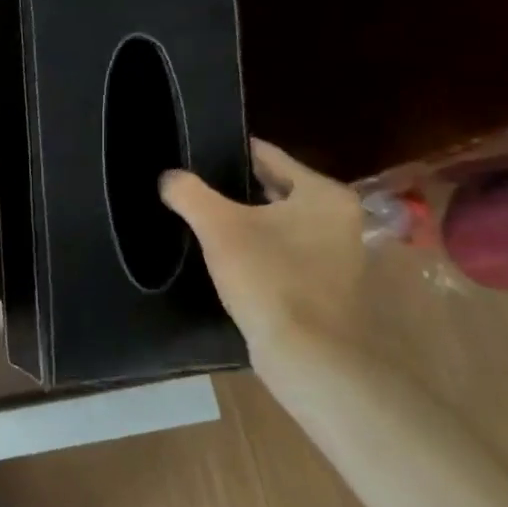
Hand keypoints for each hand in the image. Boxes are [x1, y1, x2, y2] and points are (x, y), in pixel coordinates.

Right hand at [159, 140, 367, 363]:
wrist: (309, 355)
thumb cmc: (270, 278)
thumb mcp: (219, 227)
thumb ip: (189, 194)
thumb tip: (168, 177)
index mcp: (324, 195)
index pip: (270, 156)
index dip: (231, 152)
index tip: (198, 151)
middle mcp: (339, 219)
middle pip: (276, 189)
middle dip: (236, 187)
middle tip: (194, 185)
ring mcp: (335, 255)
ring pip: (278, 222)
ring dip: (246, 220)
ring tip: (202, 217)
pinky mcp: (323, 285)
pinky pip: (281, 252)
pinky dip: (256, 248)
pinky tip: (224, 255)